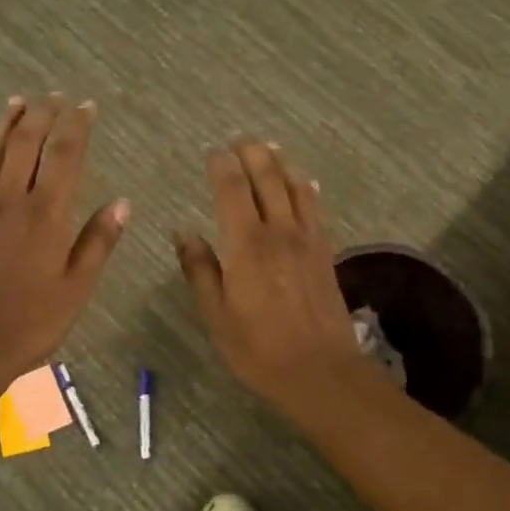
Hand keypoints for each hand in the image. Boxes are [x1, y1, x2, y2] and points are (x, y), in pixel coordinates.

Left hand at [0, 96, 128, 382]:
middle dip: (42, 113)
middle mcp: (11, 199)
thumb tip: (123, 202)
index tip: (86, 106)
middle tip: (55, 96)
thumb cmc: (30, 320)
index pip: (64, 155)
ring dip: (8, 122)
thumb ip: (98, 241)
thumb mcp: (76, 287)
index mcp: (46, 214)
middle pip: (26, 142)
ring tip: (19, 101)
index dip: (76, 126)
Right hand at [176, 139, 369, 407]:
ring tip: (270, 149)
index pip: (233, 188)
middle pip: (268, 178)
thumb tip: (184, 232)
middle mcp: (279, 232)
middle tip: (240, 139)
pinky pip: (316, 209)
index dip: (222, 165)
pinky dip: (307, 189)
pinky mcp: (325, 253)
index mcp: (247, 244)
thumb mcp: (216, 314)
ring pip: (296, 187)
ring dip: (281, 164)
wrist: (321, 372)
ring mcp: (307, 240)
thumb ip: (200, 269)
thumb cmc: (258, 348)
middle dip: (253, 153)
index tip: (213, 151)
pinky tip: (305, 183)